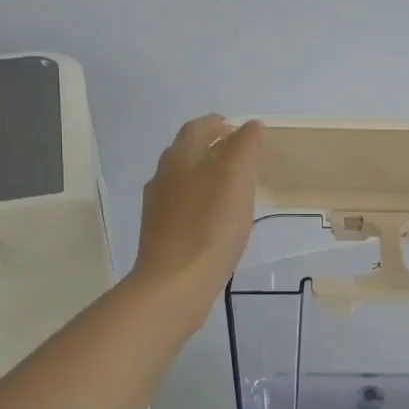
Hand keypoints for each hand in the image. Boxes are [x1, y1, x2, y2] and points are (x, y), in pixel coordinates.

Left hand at [132, 115, 263, 323]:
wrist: (174, 284)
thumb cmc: (210, 227)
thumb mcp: (236, 179)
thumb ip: (244, 147)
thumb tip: (250, 125)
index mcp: (180, 159)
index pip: (196, 129)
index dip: (216, 124)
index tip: (236, 127)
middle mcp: (163, 178)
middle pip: (185, 153)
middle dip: (209, 147)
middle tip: (237, 153)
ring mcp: (158, 209)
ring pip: (182, 181)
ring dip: (204, 175)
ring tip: (230, 186)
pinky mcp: (161, 235)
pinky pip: (182, 208)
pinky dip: (200, 202)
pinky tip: (215, 219)